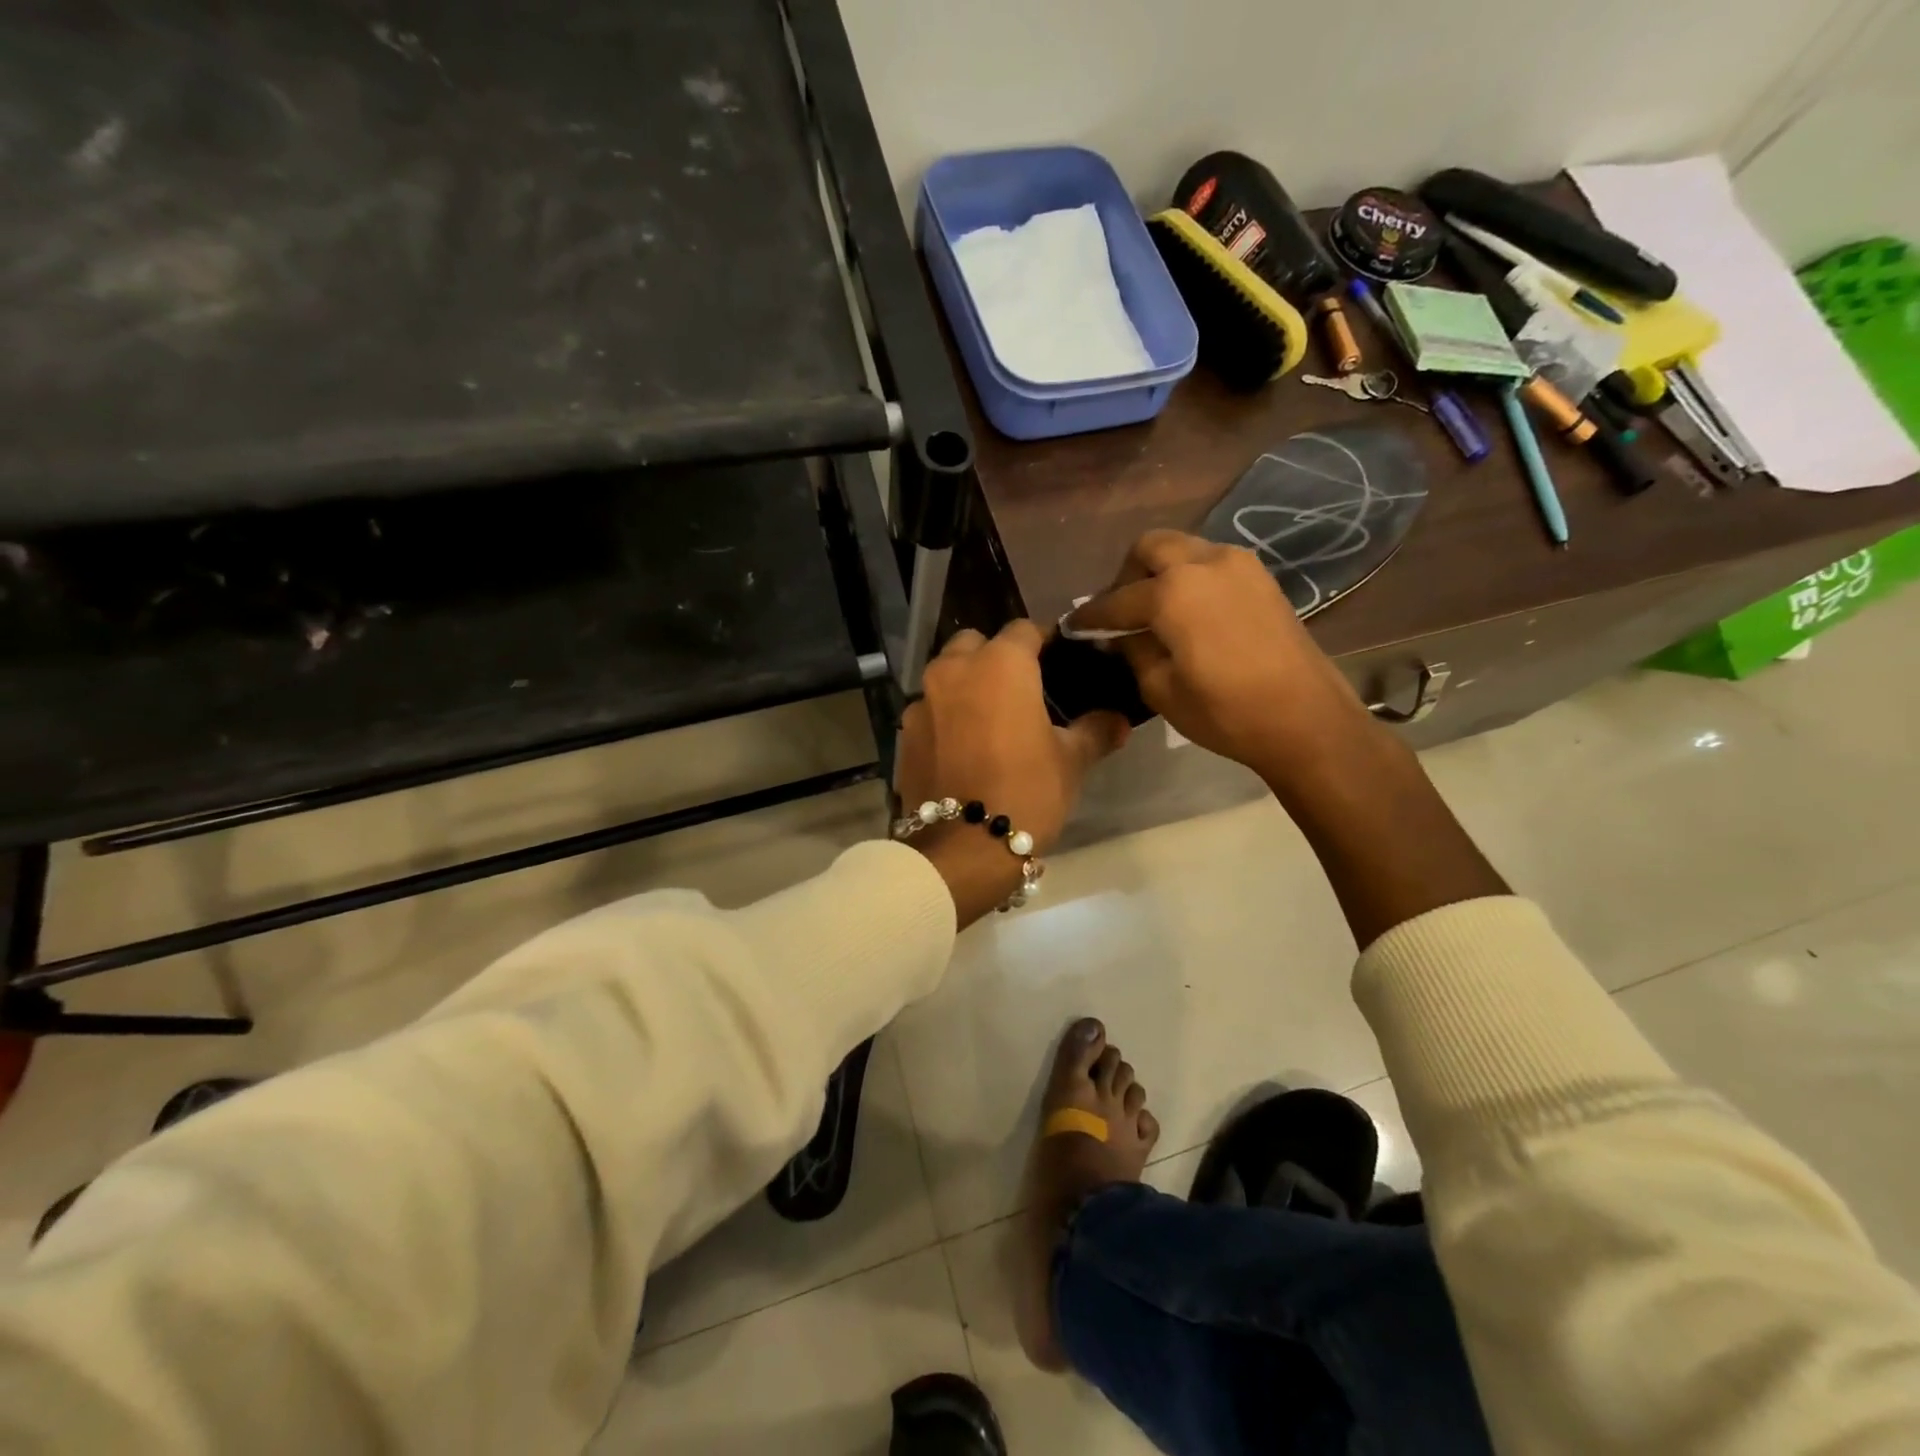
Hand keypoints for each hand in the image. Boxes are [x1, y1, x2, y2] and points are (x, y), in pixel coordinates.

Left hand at [895, 621, 1129, 926]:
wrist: (963, 848)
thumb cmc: (1026, 791)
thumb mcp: (1071, 760)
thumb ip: (1095, 730)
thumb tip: (1120, 720)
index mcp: (1000, 664)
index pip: (1024, 629)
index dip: (1043, 641)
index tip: (1058, 661)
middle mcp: (955, 670)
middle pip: (975, 643)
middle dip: (996, 656)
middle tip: (1020, 689)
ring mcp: (922, 701)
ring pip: (947, 674)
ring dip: (966, 684)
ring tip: (989, 718)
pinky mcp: (904, 733)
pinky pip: (930, 709)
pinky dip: (946, 715)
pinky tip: (962, 746)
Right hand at [1062, 530, 1375, 786]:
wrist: (1306, 720)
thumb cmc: (1225, 712)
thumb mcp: (1160, 689)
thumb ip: (1132, 650)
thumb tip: (1118, 634)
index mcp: (1173, 591)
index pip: (1117, 599)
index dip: (1091, 615)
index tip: (1074, 625)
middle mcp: (1205, 562)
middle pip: (1151, 547)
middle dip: (1127, 575)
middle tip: (1120, 612)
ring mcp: (1239, 565)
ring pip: (1184, 549)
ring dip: (1160, 572)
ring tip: (1153, 612)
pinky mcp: (1262, 578)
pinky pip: (1211, 563)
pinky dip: (1190, 577)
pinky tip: (1187, 613)